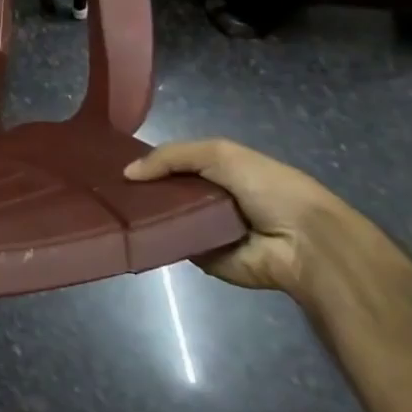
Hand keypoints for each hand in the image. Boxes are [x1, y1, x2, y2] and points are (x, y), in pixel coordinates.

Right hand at [124, 138, 357, 292]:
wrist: (303, 241)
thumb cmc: (266, 187)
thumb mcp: (218, 153)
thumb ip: (170, 156)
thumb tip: (128, 173)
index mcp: (217, 172)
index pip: (173, 164)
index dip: (148, 163)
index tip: (114, 164)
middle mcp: (208, 200)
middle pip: (164, 191)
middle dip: (140, 189)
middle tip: (108, 188)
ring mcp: (204, 230)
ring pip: (164, 218)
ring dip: (144, 214)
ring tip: (112, 209)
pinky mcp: (204, 259)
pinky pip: (173, 245)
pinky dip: (157, 240)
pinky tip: (131, 232)